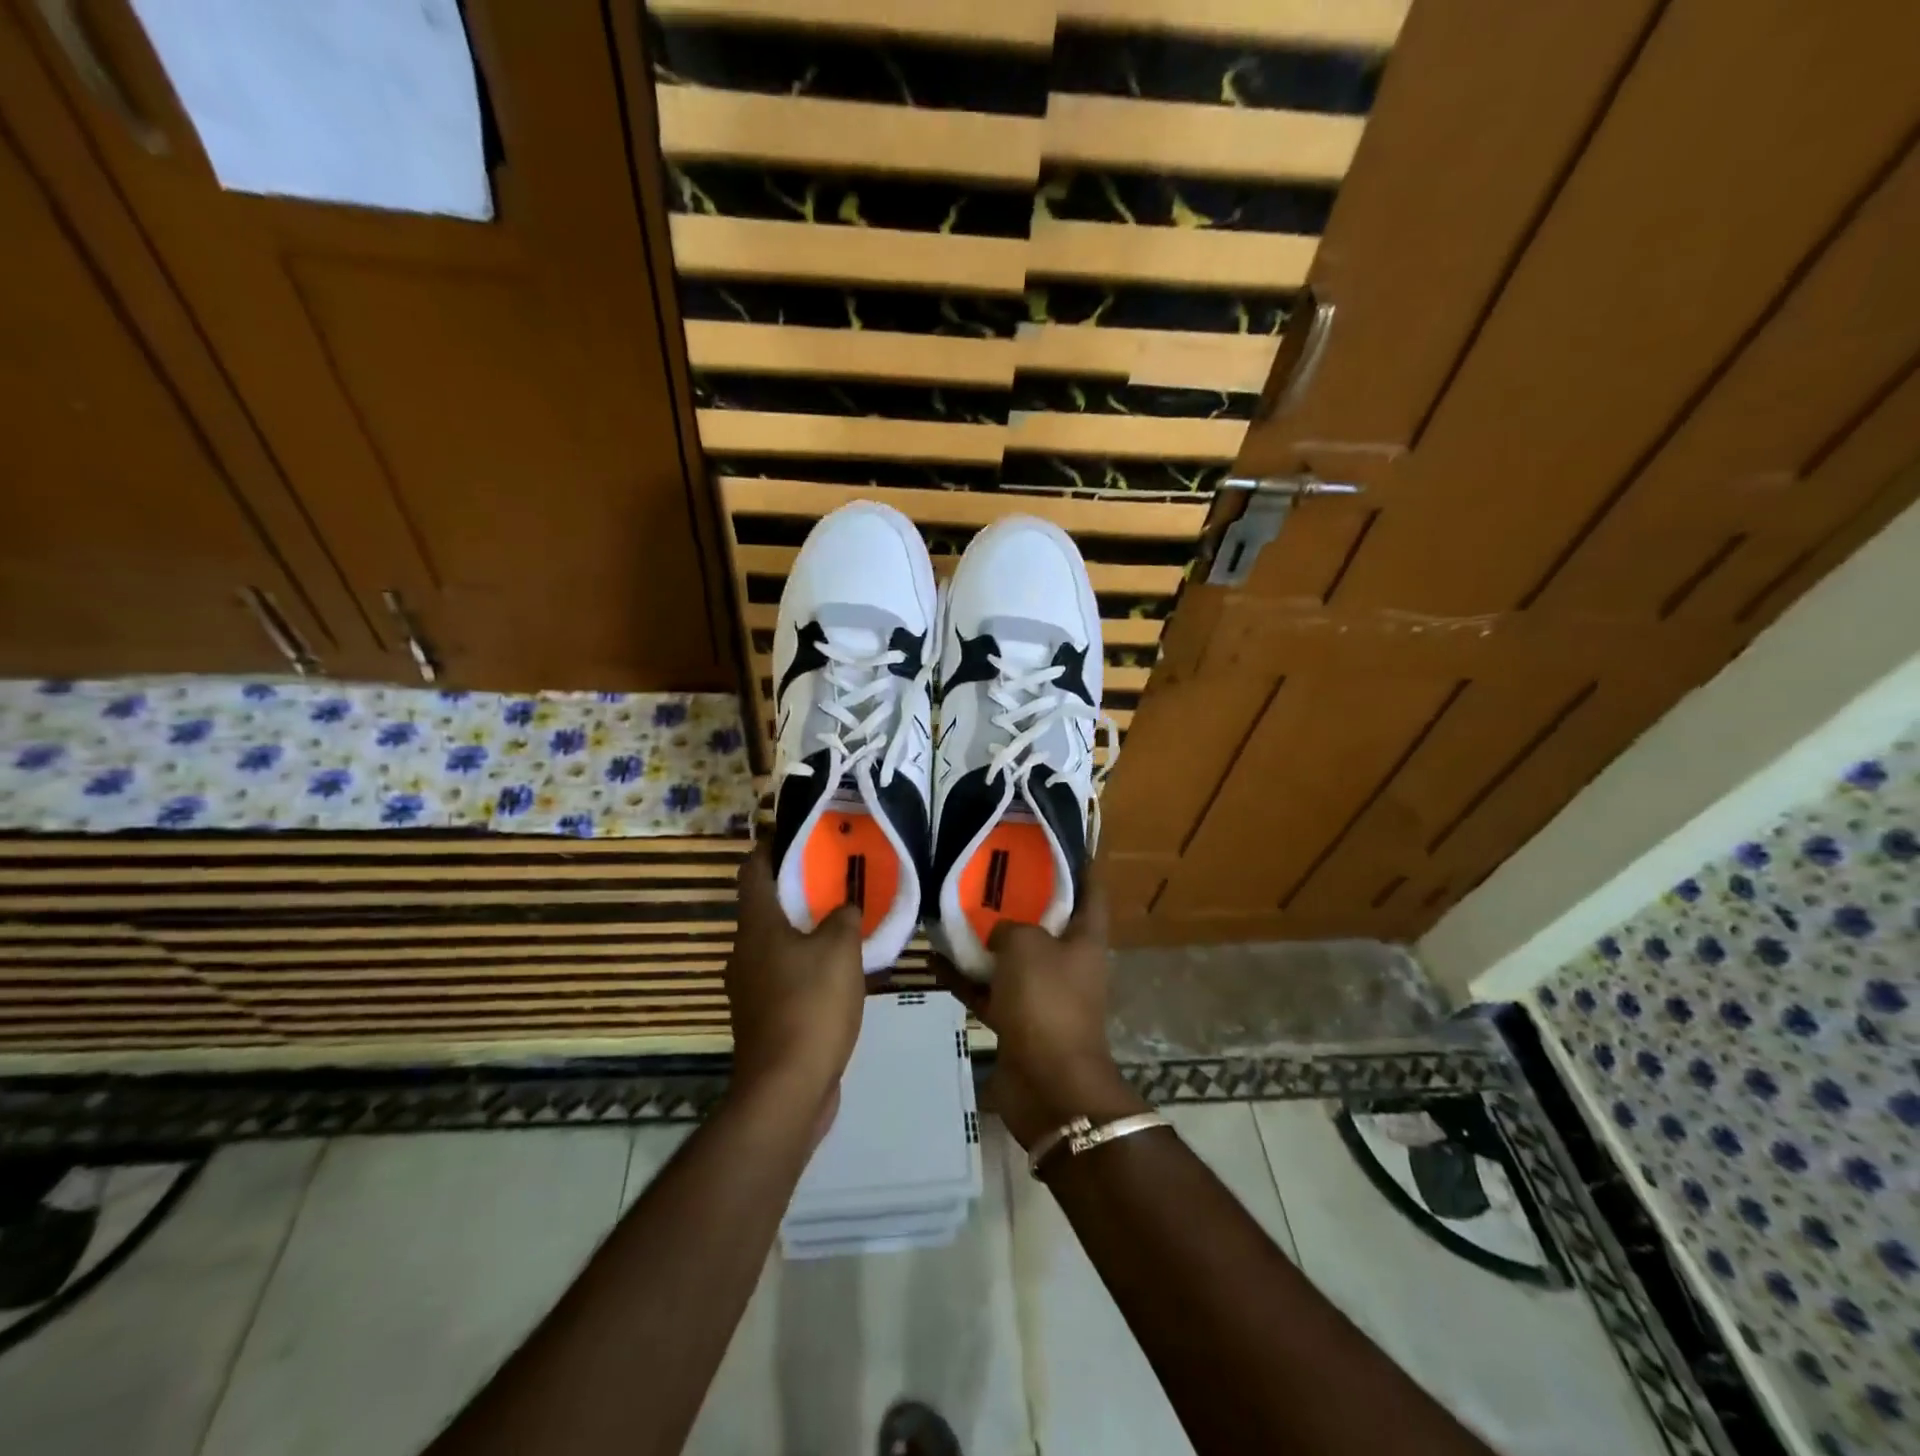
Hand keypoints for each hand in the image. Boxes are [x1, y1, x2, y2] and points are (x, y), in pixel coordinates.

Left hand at [724, 847, 865, 1116]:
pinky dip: (807, 967)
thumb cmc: (811, 1005)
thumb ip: (844, 919)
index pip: (753, 871)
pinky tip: (839, 975)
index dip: (770, 848)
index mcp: (757, 926)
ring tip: (843, 926)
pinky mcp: (763, 1019)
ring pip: (777, 946)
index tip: (795, 834)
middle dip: (797, 892)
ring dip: (805, 933)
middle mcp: (744, 952)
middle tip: (834, 880)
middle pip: (766, 908)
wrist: (786, 1089)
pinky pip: (785, 978)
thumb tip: (843, 909)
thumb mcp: (840, 950)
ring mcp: (750, 989)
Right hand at [932, 876, 1144, 1148]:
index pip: (1090, 891)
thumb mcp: (1027, 945)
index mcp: (1085, 939)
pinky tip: (936, 962)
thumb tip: (1000, 933)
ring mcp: (1043, 994)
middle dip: (1021, 898)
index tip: (1059, 840)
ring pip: (1013, 958)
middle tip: (989, 871)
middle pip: (1047, 922)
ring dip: (986, 940)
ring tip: (953, 912)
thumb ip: (1010, 927)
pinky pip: (990, 991)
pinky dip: (967, 979)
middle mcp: (1068, 963)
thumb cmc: (1047, 1001)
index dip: (1081, 864)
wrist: (1048, 1083)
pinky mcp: (1018, 1021)